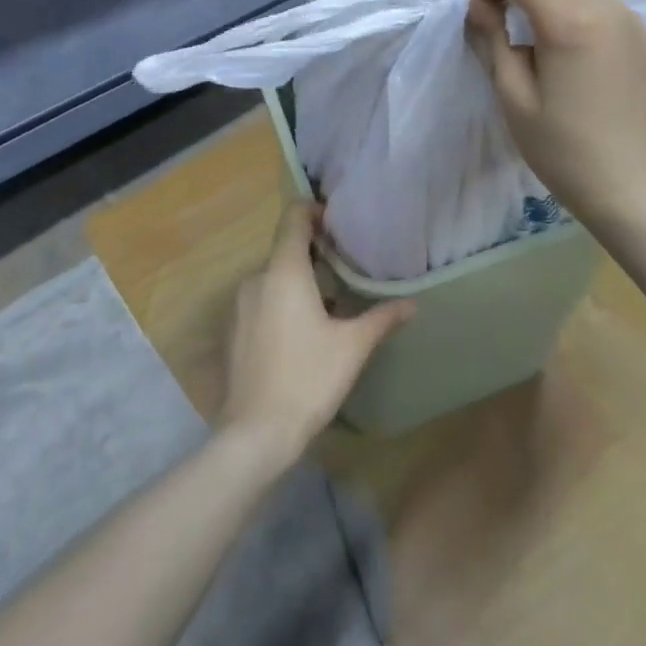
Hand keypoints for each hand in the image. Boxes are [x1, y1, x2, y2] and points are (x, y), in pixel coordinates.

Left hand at [218, 204, 414, 465]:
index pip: (293, 218)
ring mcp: (240, 305)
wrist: (255, 434)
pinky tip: (301, 330)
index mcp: (284, 271)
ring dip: (298, 280)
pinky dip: (281, 301)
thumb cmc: (307, 379)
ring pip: (273, 277)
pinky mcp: (232, 330)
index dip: (313, 210)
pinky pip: (260, 299)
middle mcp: (256, 278)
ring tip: (329, 300)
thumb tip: (412, 302)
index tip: (336, 220)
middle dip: (313, 252)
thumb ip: (381, 317)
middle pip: (285, 248)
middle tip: (344, 265)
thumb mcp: (352, 347)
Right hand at [459, 0, 645, 223]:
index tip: (466, 2)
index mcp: (570, 23)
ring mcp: (624, 12)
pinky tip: (543, 25)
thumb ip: (491, 39)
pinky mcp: (633, 25)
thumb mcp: (513, 96)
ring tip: (510, 9)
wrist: (626, 183)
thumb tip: (476, 4)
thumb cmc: (561, 149)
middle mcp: (603, 4)